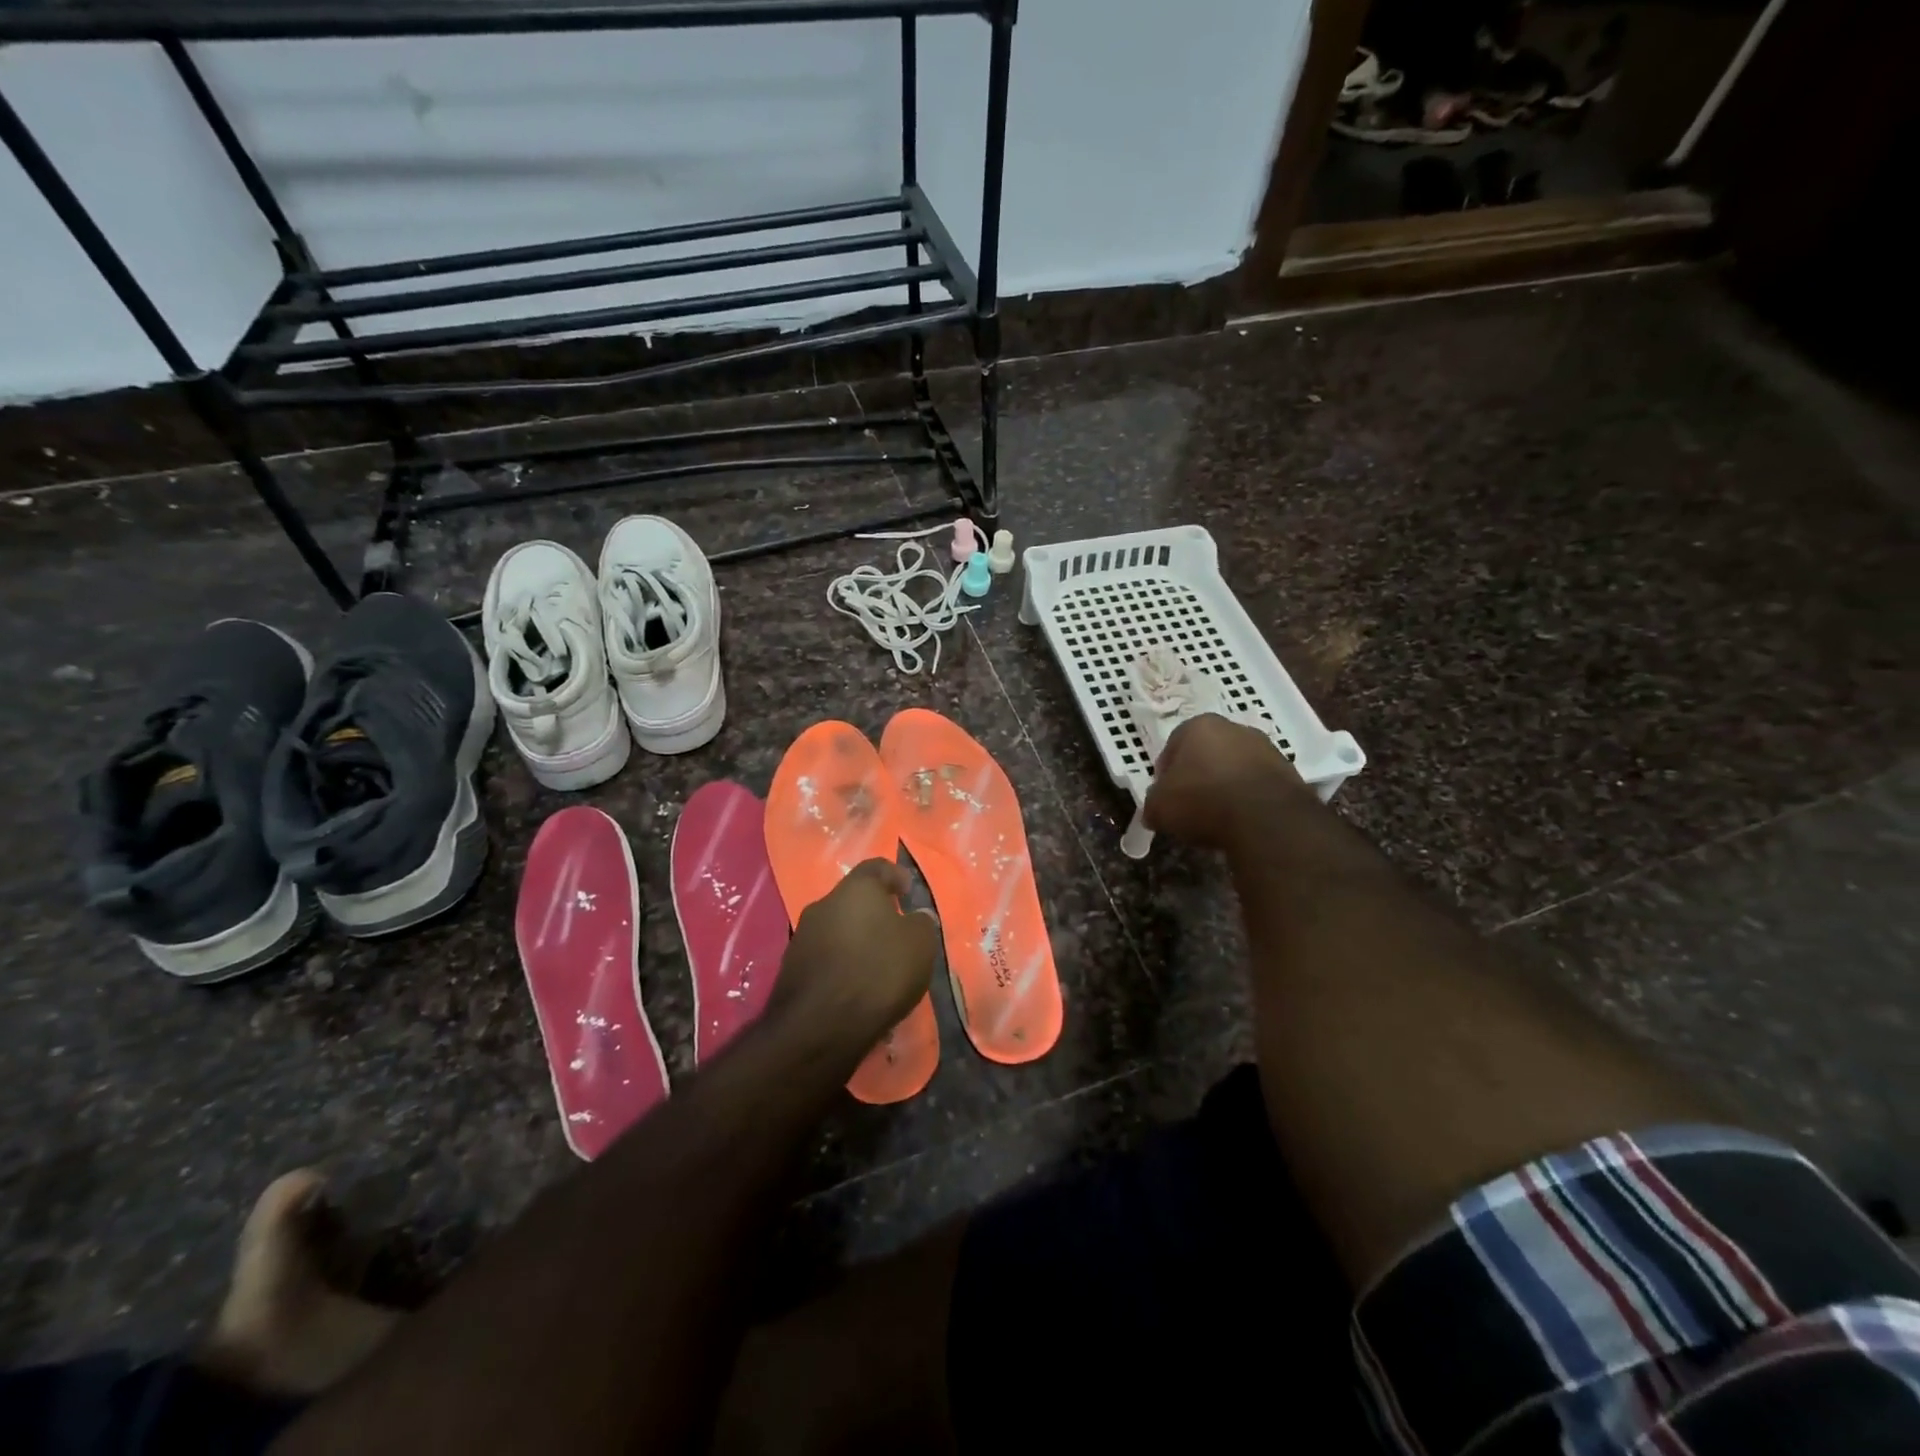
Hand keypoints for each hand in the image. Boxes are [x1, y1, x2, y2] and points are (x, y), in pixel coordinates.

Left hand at [768, 860, 937, 1059]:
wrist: (819, 1026)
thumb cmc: (878, 972)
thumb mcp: (920, 945)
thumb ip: (921, 923)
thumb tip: (916, 917)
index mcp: (855, 889)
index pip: (876, 867)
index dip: (895, 875)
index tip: (907, 892)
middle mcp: (823, 904)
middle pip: (853, 900)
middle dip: (874, 914)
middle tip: (895, 934)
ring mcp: (802, 937)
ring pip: (837, 930)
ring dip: (856, 942)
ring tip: (877, 968)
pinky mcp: (791, 969)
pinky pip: (825, 959)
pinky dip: (841, 967)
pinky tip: (855, 989)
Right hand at [1141, 713, 1308, 849]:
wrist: (1266, 820)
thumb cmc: (1202, 801)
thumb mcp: (1159, 807)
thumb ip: (1153, 804)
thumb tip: (1154, 811)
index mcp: (1199, 726)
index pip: (1173, 745)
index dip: (1166, 773)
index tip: (1165, 796)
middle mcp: (1234, 729)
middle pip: (1207, 752)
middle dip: (1198, 775)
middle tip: (1190, 805)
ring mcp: (1266, 749)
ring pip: (1235, 767)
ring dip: (1226, 786)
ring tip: (1218, 817)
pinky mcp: (1289, 773)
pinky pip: (1258, 785)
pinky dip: (1249, 799)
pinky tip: (1242, 821)